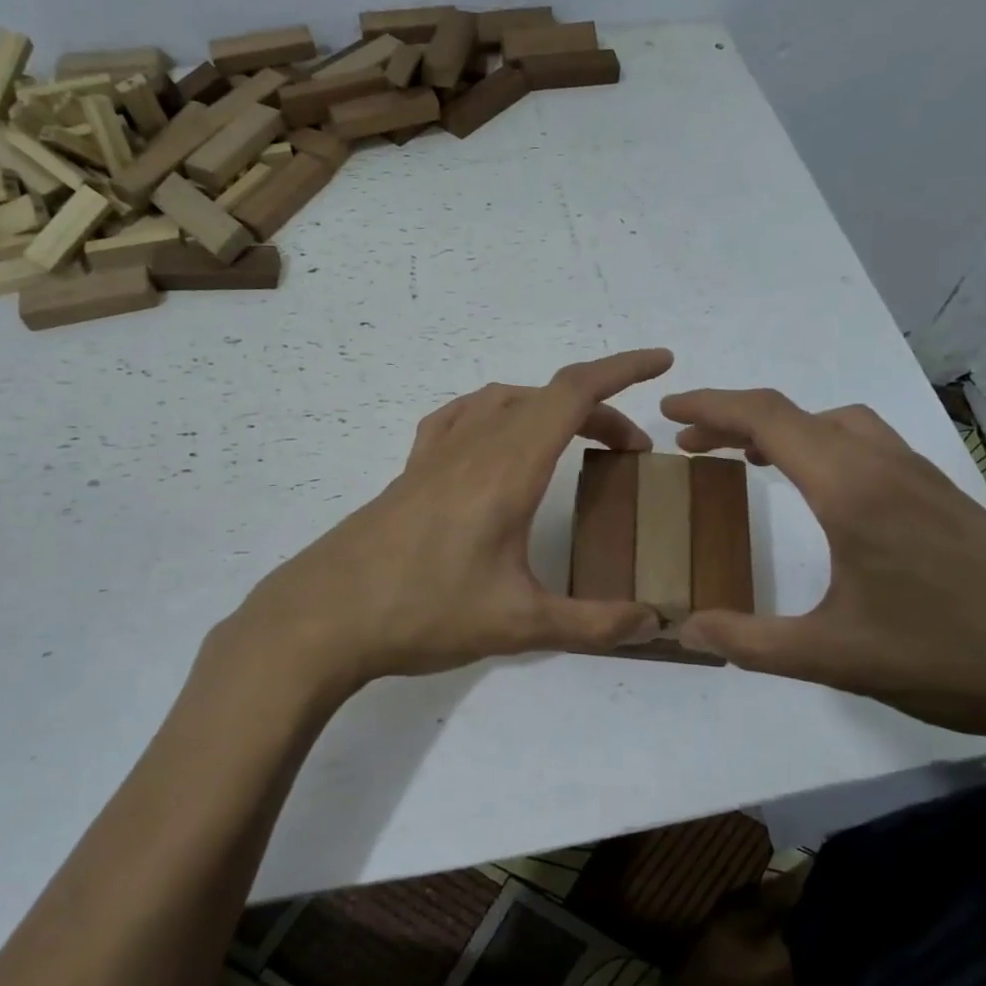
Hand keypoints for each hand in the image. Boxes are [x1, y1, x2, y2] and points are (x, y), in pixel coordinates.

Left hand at [212, 350, 672, 702]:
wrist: (324, 618)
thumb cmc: (423, 612)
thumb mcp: (518, 624)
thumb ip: (592, 624)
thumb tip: (655, 624)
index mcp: (507, 468)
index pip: (573, 393)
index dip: (623, 369)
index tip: (662, 362)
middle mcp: (473, 447)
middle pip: (545, 397)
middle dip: (599, 409)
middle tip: (628, 452)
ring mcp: (435, 455)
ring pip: (503, 401)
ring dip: (547, 408)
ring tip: (571, 442)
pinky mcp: (410, 472)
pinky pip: (459, 418)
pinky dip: (494, 413)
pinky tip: (494, 441)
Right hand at [659, 388, 985, 747]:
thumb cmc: (946, 657)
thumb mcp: (832, 657)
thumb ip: (750, 641)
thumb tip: (683, 631)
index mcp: (850, 489)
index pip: (767, 420)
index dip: (711, 408)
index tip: (669, 411)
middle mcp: (884, 465)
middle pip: (797, 414)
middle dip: (735, 419)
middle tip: (691, 443)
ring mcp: (921, 476)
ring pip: (837, 423)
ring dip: (784, 429)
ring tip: (748, 460)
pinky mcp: (943, 495)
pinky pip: (866, 443)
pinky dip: (822, 444)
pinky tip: (821, 490)